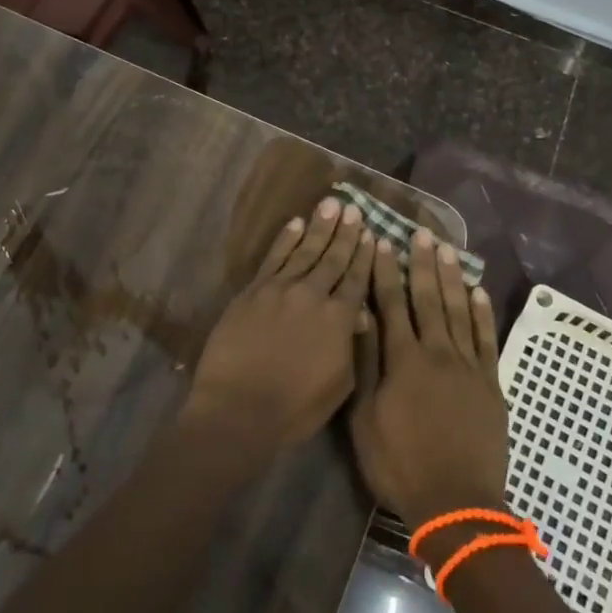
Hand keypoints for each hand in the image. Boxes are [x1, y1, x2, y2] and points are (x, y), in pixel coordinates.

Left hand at [181, 197, 373, 471]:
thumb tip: (360, 316)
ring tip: (332, 204)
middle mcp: (313, 294)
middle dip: (346, 232)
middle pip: (333, 258)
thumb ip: (351, 346)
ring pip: (305, 250)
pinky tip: (296, 223)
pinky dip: (286, 238)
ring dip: (320, 226)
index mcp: (339, 319)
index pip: (357, 279)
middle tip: (355, 208)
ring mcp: (281, 288)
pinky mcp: (254, 290)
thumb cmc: (295, 408)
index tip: (372, 233)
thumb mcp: (339, 385)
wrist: (239, 408)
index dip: (365, 255)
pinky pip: (274, 257)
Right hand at [350, 230, 509, 525]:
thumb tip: (358, 316)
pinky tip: (479, 291)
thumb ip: (364, 364)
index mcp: (403, 360)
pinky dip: (483, 313)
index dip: (386, 271)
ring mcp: (468, 366)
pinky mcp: (490, 383)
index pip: (391, 304)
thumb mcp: (365, 419)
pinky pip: (487, 339)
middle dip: (422, 264)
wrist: (457, 505)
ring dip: (452, 278)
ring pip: (459, 310)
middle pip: (428, 298)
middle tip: (421, 233)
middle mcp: (437, 352)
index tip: (382, 242)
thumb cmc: (400, 464)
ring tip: (447, 249)